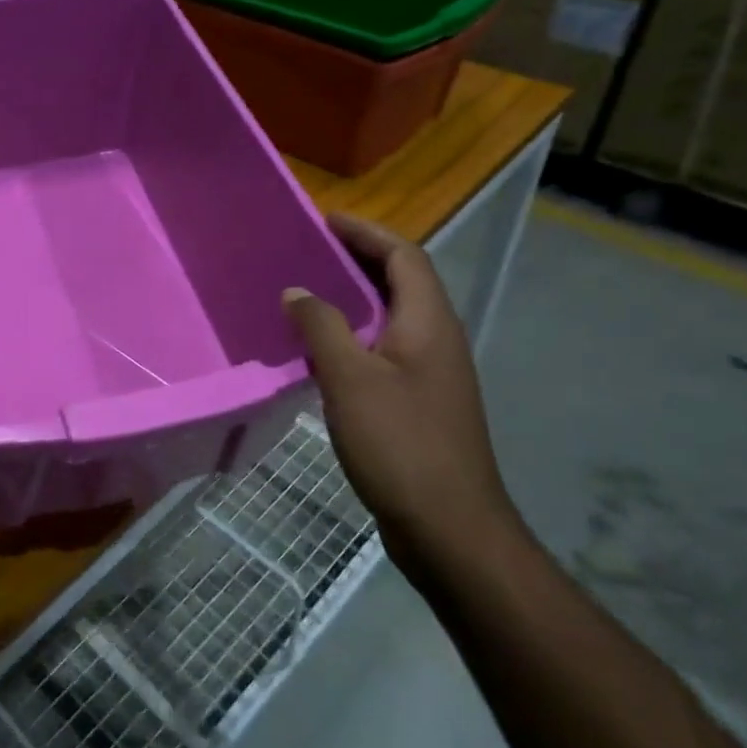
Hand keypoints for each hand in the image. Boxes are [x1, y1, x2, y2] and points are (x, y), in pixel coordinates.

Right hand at [282, 214, 527, 584]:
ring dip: (353, 299)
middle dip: (358, 260)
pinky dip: (353, 336)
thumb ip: (322, 327)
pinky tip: (319, 352)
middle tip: (307, 252)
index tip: (324, 221)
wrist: (449, 527)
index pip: (404, 256)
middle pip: (401, 282)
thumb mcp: (350, 379)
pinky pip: (384, 350)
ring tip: (306, 294)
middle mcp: (436, 339)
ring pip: (391, 318)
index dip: (366, 233)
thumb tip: (297, 291)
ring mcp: (431, 374)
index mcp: (429, 323)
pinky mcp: (419, 403)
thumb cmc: (400, 444)